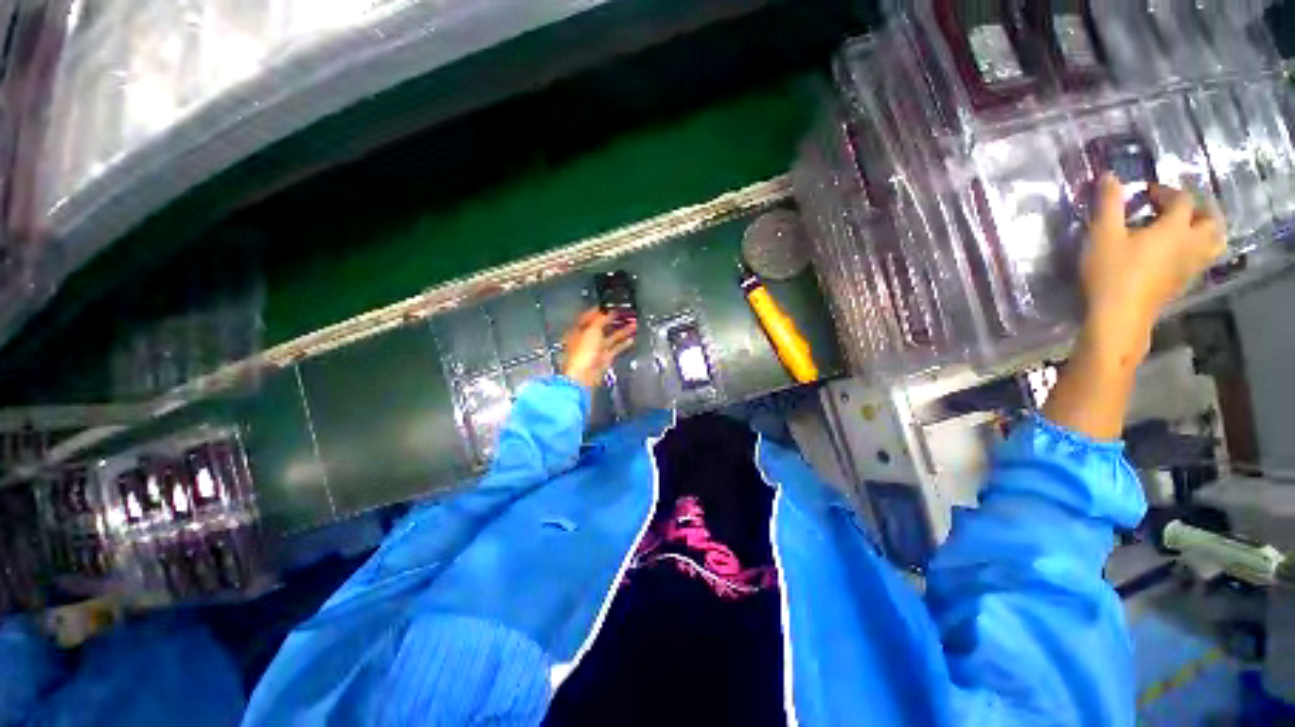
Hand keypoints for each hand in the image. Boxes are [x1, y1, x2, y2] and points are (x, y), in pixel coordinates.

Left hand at [561, 309, 636, 389]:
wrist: (584, 377)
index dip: (601, 310)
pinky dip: (624, 343)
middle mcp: (587, 339)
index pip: (590, 316)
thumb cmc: (581, 354)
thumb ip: (601, 319)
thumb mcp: (592, 330)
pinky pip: (616, 348)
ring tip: (634, 323)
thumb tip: (608, 312)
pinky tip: (631, 338)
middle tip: (626, 313)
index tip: (612, 306)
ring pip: (611, 337)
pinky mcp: (604, 359)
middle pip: (602, 326)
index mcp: (579, 330)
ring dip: (623, 330)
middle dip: (614, 319)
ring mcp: (596, 350)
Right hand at [1043, 175, 1224, 439]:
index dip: (1166, 191)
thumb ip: (1108, 204)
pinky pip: (1201, 259)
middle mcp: (1190, 244)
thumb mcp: (1102, 235)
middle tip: (1177, 206)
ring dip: (1205, 229)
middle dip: (1199, 208)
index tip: (1144, 193)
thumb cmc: (1110, 273)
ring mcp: (1190, 266)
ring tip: (1185, 227)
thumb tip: (1110, 176)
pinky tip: (1176, 252)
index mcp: (1175, 228)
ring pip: (1213, 242)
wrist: (1117, 316)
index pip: (1182, 200)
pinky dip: (1195, 248)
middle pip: (1211, 220)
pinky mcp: (1182, 283)